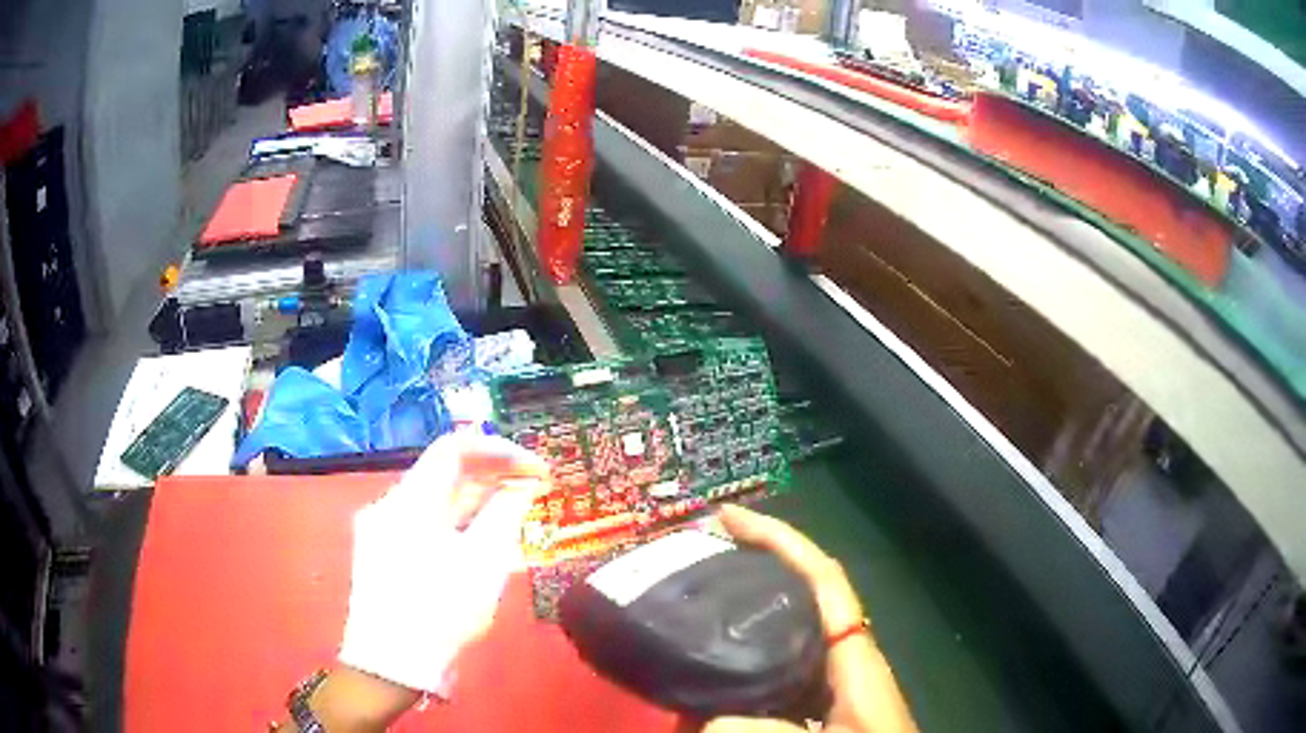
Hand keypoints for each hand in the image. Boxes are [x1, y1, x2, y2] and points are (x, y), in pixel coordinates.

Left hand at [337, 432, 548, 696]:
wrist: (390, 666)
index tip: (536, 469)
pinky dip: (457, 524)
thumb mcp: (482, 565)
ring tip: (515, 515)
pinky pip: (425, 524)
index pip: (455, 449)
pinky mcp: (383, 554)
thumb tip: (524, 483)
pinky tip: (481, 543)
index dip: (500, 451)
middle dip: (491, 476)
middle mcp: (390, 505)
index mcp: (410, 500)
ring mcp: (382, 530)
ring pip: (435, 501)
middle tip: (533, 490)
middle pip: (444, 473)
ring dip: (476, 501)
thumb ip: (505, 514)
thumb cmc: (440, 613)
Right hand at [702, 505, 917, 732]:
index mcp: (853, 654)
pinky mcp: (813, 705)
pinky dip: (739, 670)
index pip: (822, 578)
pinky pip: (770, 674)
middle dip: (753, 570)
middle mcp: (839, 656)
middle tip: (695, 564)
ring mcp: (825, 681)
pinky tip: (705, 683)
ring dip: (740, 622)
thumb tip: (706, 720)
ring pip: (779, 635)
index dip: (780, 541)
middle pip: (797, 596)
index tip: (730, 519)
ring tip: (689, 616)